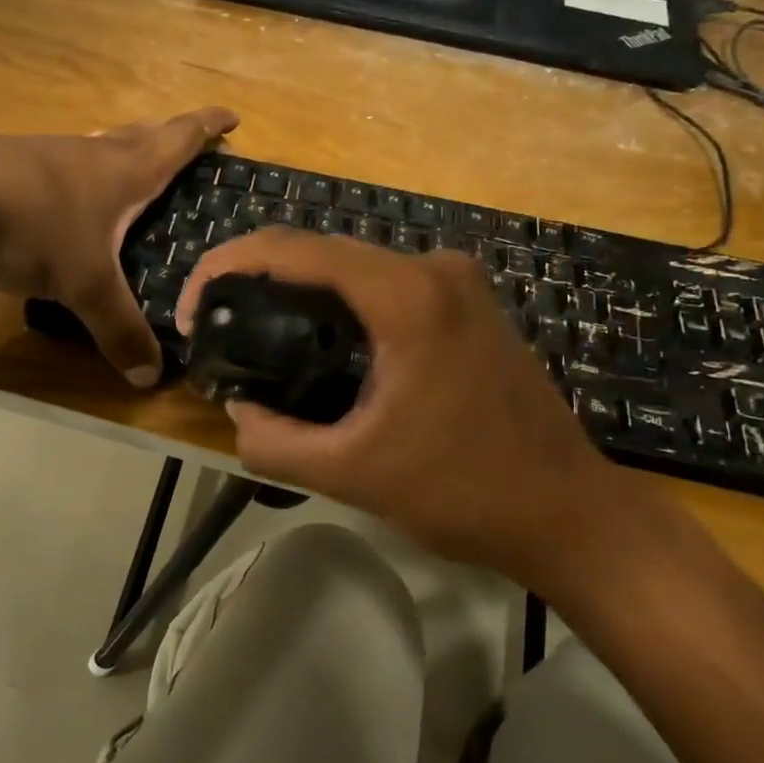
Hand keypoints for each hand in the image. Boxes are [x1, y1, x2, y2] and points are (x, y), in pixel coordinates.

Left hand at [0, 107, 238, 386]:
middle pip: (140, 135)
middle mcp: (89, 155)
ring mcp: (46, 157)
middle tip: (190, 143)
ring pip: (98, 149)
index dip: (207, 127)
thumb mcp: (84, 286)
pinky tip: (68, 200)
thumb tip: (151, 379)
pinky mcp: (9, 170)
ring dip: (122, 152)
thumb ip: (119, 329)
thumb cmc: (30, 226)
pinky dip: (80, 177)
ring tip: (133, 170)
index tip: (232, 116)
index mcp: (123, 171)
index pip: (178, 140)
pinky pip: (61, 168)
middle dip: (170, 136)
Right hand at [179, 229, 644, 587]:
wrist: (569, 513)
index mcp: (406, 295)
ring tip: (252, 329)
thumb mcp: (353, 474)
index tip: (194, 308)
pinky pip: (385, 283)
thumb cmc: (464, 493)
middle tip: (215, 322)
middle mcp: (434, 269)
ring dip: (298, 287)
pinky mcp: (469, 303)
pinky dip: (340, 300)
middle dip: (258, 275)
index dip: (229, 265)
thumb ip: (274, 442)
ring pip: (353, 266)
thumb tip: (235, 413)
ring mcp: (458, 282)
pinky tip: (316, 339)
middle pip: (323, 250)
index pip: (295, 250)